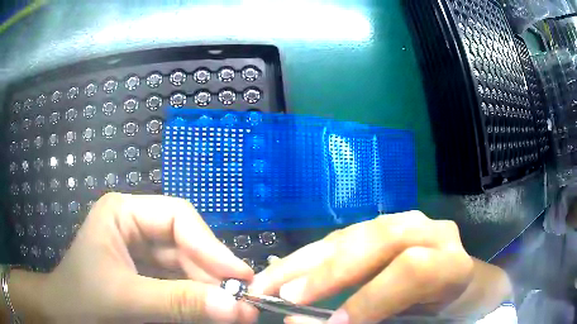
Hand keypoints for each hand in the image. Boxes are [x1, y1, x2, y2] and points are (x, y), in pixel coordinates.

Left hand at [33, 193, 257, 322]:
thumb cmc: (84, 301)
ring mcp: (141, 251)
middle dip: (214, 273)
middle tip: (244, 301)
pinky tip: (212, 310)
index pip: (177, 217)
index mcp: (123, 212)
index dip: (211, 246)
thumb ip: (178, 303)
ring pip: (186, 265)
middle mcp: (135, 226)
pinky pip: (179, 281)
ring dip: (210, 288)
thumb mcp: (128, 300)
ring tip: (235, 310)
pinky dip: (197, 297)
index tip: (240, 276)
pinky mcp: (147, 273)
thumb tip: (235, 307)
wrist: (66, 315)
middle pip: (185, 243)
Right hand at [249, 211, 474, 323]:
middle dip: (328, 271)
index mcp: (450, 263)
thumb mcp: (414, 323)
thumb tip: (301, 322)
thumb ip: (367, 322)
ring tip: (272, 279)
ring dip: (309, 259)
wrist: (457, 286)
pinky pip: (347, 235)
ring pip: (356, 232)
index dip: (371, 299)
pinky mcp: (384, 224)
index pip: (413, 271)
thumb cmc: (440, 311)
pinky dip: (315, 254)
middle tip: (281, 293)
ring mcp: (407, 222)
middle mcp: (430, 233)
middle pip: (379, 240)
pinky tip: (292, 268)